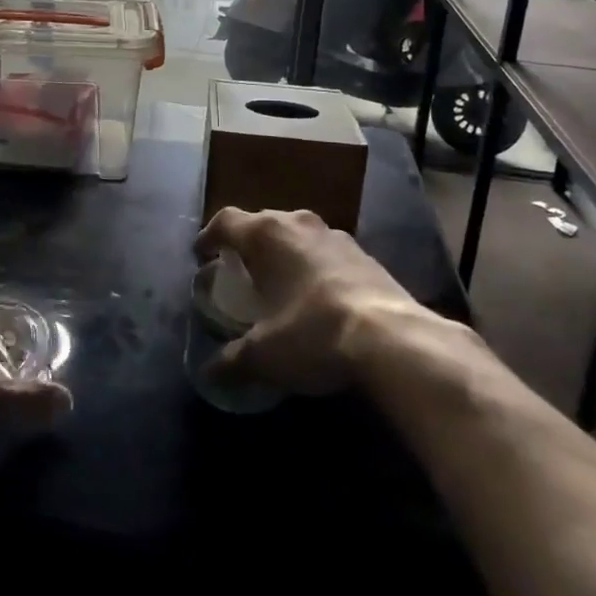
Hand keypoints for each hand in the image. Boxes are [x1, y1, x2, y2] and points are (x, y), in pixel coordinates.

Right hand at [194, 208, 462, 394]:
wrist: (393, 340)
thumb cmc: (313, 333)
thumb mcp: (264, 355)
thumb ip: (231, 360)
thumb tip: (209, 374)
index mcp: (266, 235)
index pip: (226, 221)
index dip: (209, 237)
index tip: (201, 256)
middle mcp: (299, 224)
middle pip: (262, 223)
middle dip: (247, 245)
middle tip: (239, 271)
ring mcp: (336, 236)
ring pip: (298, 235)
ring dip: (284, 254)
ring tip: (279, 283)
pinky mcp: (366, 255)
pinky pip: (327, 253)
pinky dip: (314, 267)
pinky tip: (318, 298)